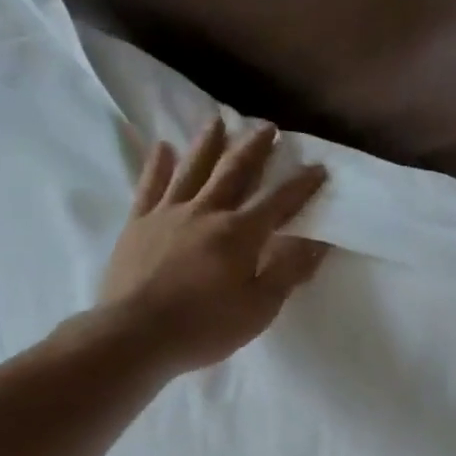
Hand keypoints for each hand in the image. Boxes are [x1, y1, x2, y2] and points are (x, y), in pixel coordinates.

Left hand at [97, 119, 328, 375]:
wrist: (136, 335)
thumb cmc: (206, 328)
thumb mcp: (259, 308)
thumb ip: (288, 272)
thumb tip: (318, 242)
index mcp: (240, 234)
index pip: (278, 202)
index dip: (301, 184)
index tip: (318, 167)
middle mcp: (206, 212)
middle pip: (234, 171)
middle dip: (255, 149)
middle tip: (268, 127)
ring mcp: (168, 214)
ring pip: (192, 168)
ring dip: (208, 143)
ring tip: (218, 120)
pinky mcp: (138, 224)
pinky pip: (150, 186)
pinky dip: (158, 164)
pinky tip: (163, 147)